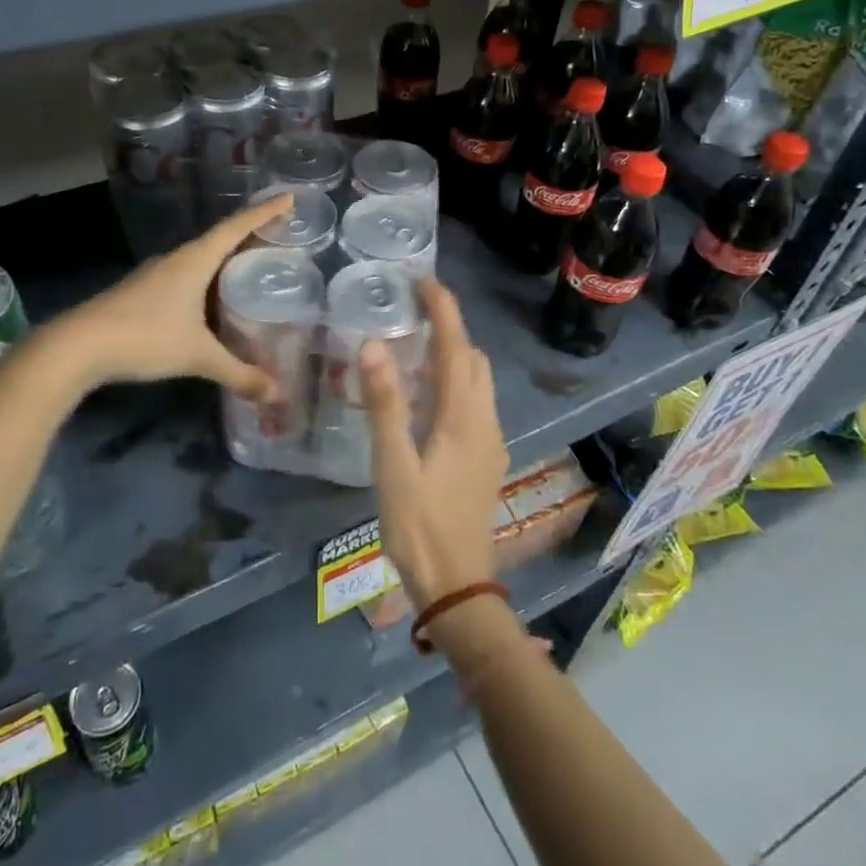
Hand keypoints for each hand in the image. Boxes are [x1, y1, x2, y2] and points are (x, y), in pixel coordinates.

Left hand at [49, 192, 293, 397]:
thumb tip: (276, 393)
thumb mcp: (197, 356)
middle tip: (279, 238)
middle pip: (220, 238)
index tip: (289, 198)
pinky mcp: (142, 291)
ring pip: (200, 259)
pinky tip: (212, 301)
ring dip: (226, 259)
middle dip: (250, 235)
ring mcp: (156, 274)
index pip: (237, 227)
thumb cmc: (145, 338)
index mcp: (195, 260)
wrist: (78, 346)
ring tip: (252, 269)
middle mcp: (176, 259)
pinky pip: (185, 276)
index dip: (265, 212)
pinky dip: (207, 280)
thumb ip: (238, 373)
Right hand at [360, 279, 507, 611]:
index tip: (424, 281)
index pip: (456, 347)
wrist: (457, 584)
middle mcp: (485, 421)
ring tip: (417, 345)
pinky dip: (456, 381)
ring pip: (479, 381)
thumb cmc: (419, 525)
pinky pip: (475, 402)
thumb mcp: (393, 465)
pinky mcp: (486, 458)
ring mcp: (490, 441)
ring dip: (454, 354)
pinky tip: (426, 396)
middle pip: (473, 359)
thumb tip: (374, 345)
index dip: (444, 310)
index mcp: (463, 417)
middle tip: (414, 311)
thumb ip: (384, 404)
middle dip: (450, 327)